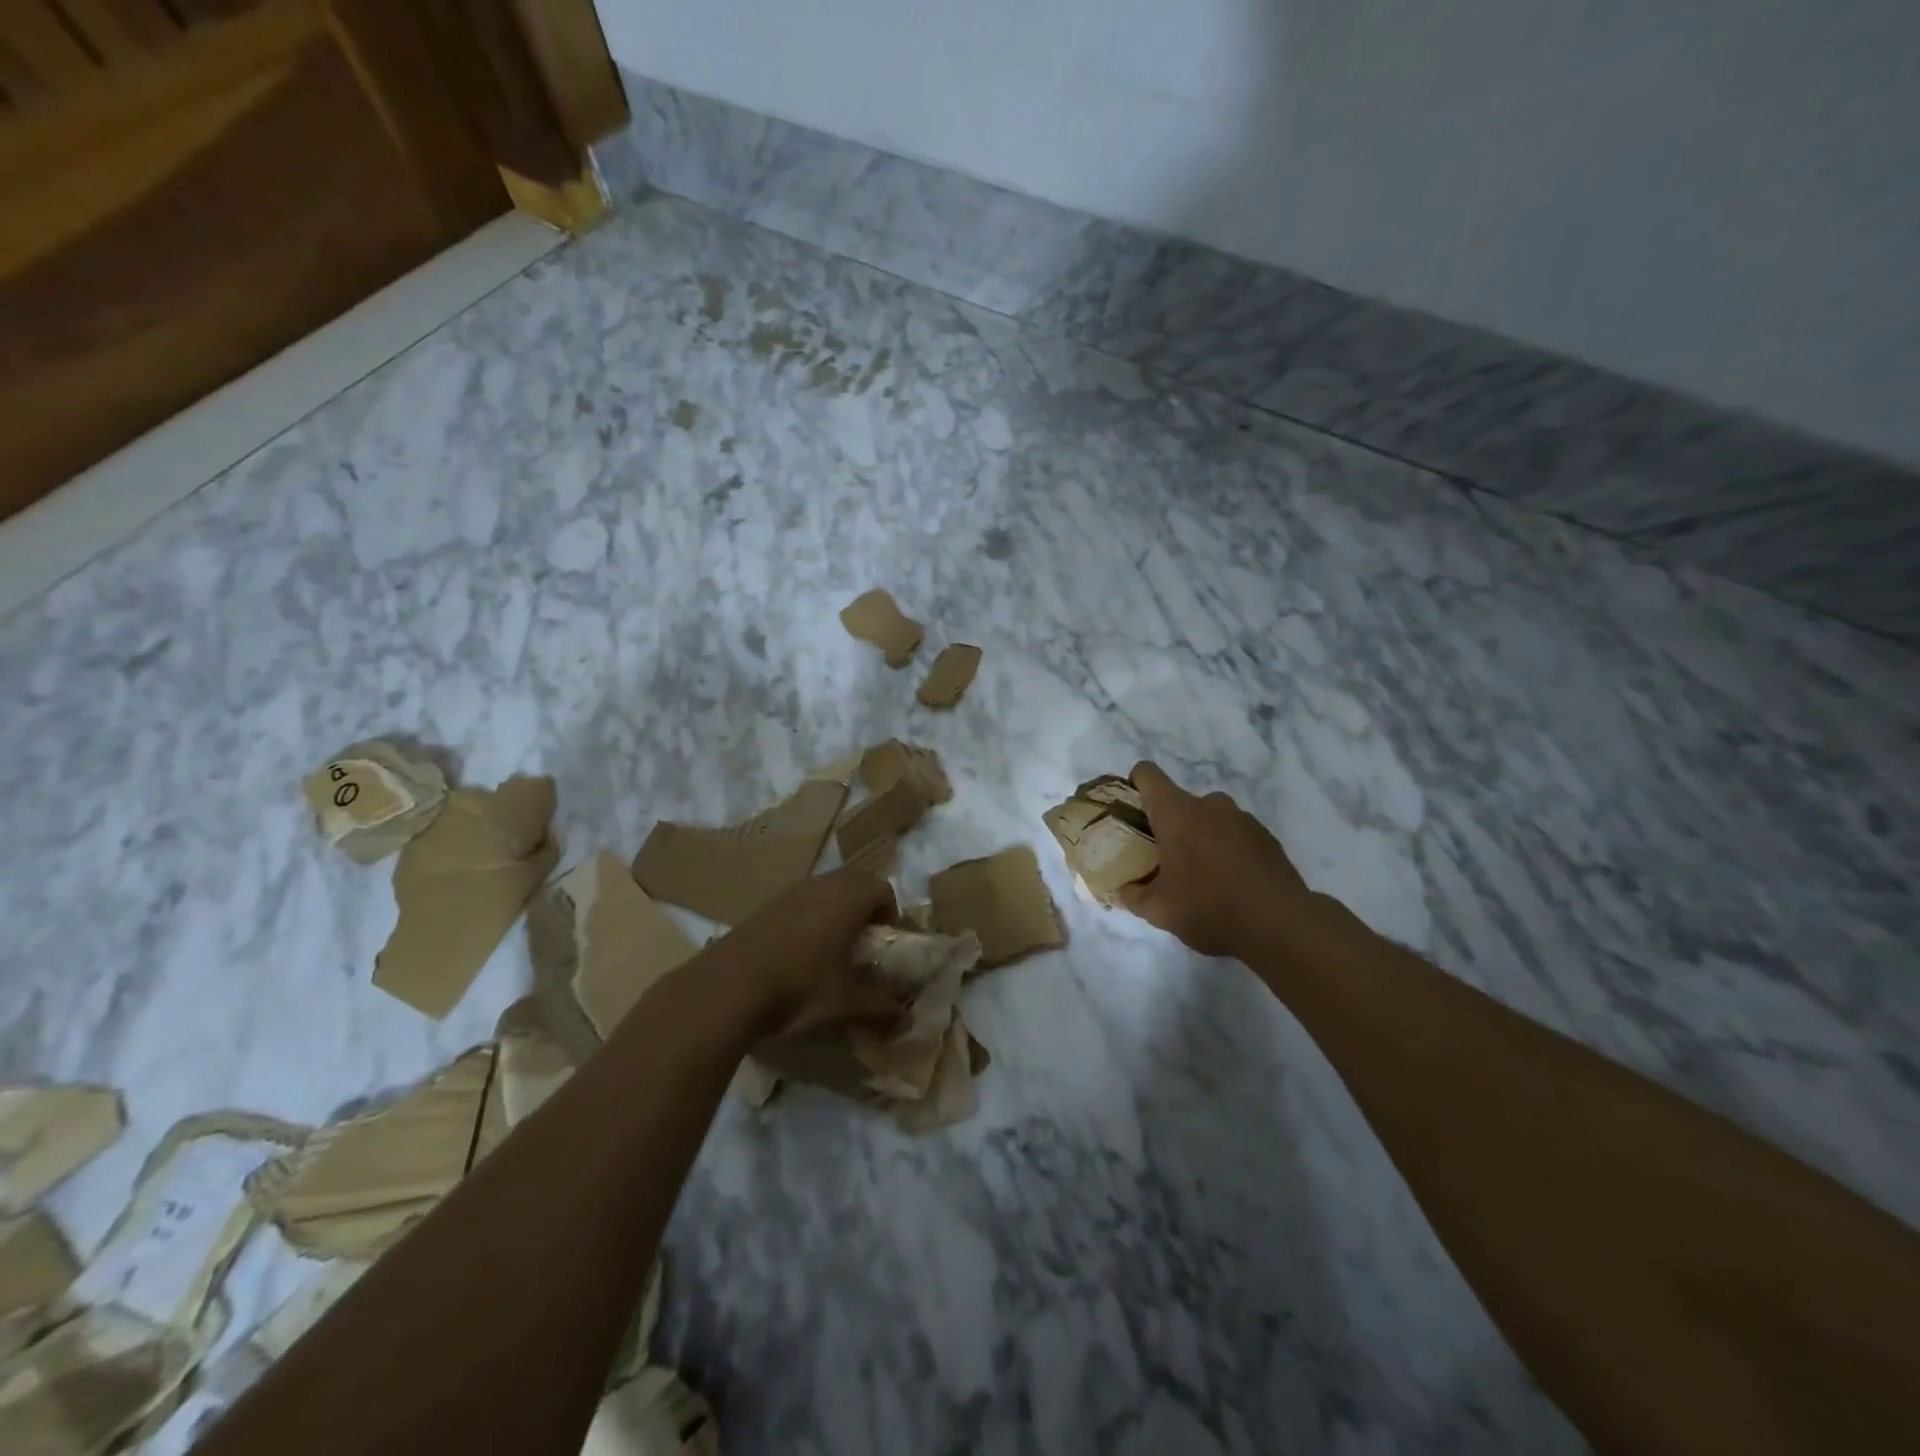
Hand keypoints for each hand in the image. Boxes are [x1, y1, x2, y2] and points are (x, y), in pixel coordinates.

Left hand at [713, 868, 905, 1038]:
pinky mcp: (762, 907)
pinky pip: (797, 901)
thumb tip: (908, 1022)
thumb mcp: (844, 1004)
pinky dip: (806, 918)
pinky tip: (795, 954)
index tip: (885, 941)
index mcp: (847, 900)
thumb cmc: (798, 988)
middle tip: (862, 942)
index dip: (890, 912)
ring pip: (822, 889)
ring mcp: (787, 893)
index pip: (881, 889)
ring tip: (829, 949)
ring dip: (833, 910)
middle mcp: (820, 886)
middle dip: (863, 907)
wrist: (725, 988)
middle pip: (853, 882)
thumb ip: (879, 1009)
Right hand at [1119, 762, 1313, 959]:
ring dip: (1198, 837)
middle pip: (1177, 802)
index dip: (1134, 785)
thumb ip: (1132, 895)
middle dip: (1167, 826)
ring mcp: (1242, 817)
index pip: (1147, 774)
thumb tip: (1121, 889)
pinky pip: (1233, 833)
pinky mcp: (1266, 835)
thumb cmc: (1210, 908)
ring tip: (1200, 876)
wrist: (1281, 925)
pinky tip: (1229, 882)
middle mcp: (1209, 804)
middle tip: (1163, 860)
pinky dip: (1225, 849)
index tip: (1130, 812)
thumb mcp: (1159, 911)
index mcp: (1177, 813)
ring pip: (1207, 818)